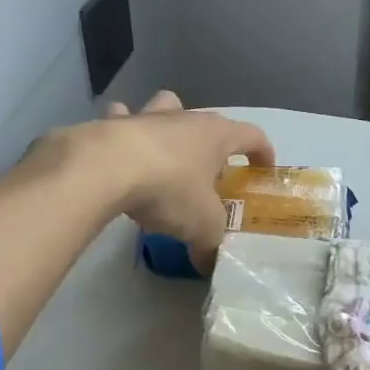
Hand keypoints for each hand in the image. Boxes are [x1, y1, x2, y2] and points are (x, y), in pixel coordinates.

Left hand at [83, 92, 273, 266]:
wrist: (106, 169)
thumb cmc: (169, 189)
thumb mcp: (202, 225)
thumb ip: (211, 243)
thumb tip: (209, 263)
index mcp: (217, 136)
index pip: (253, 135)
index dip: (263, 152)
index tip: (263, 169)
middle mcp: (187, 118)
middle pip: (210, 122)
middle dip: (215, 145)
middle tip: (211, 173)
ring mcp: (149, 116)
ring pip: (168, 106)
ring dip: (170, 122)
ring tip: (166, 148)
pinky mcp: (113, 123)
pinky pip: (122, 118)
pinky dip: (122, 129)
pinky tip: (118, 150)